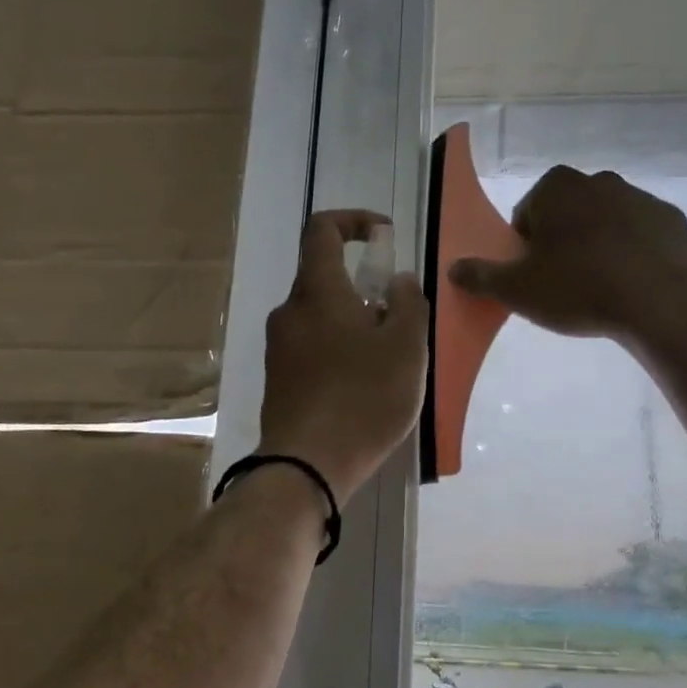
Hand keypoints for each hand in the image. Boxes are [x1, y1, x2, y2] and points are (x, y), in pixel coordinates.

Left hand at [259, 210, 428, 500]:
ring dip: (354, 324)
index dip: (353, 220)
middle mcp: (289, 311)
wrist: (307, 467)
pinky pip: (312, 348)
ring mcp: (278, 348)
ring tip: (387, 361)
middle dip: (364, 288)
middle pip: (325, 279)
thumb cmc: (363, 398)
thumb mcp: (406, 347)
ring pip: (321, 317)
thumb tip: (396, 282)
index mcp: (317, 291)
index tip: (383, 237)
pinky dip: (339, 351)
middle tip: (399, 320)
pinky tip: (362, 387)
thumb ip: (408, 304)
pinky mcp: (278, 380)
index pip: (322, 229)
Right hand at [448, 167, 686, 340]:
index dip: (525, 249)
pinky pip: (640, 236)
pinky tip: (632, 284)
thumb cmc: (577, 288)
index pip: (527, 215)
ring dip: (597, 247)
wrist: (658, 301)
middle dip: (562, 243)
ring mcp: (639, 197)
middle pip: (566, 215)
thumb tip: (453, 268)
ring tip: (600, 288)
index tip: (535, 277)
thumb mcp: (517, 290)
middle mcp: (598, 180)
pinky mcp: (671, 220)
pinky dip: (633, 253)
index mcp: (556, 188)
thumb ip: (481, 276)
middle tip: (564, 284)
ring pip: (605, 223)